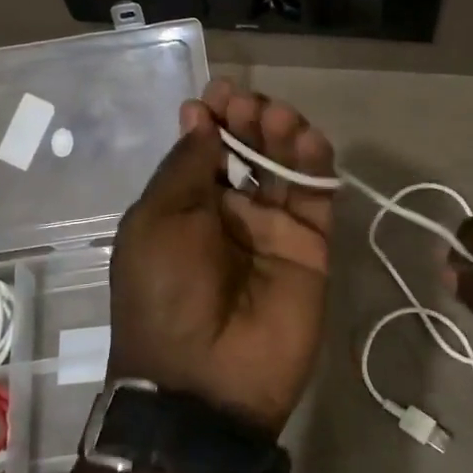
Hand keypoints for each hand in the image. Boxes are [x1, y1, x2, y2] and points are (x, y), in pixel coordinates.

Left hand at [108, 79, 334, 434]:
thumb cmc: (165, 293)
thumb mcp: (156, 222)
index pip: (205, 149)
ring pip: (284, 166)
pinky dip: (316, 164)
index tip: (217, 93)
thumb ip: (185, 167)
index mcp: (185, 207)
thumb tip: (199, 117)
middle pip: (247, 150)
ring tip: (277, 116)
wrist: (204, 379)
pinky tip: (309, 139)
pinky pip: (316, 197)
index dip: (212, 117)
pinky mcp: (311, 247)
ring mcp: (273, 229)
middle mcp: (230, 212)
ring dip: (282, 133)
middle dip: (247, 119)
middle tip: (246, 105)